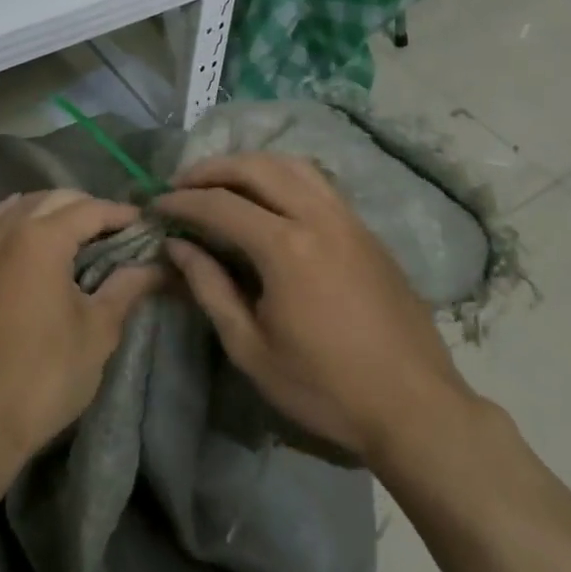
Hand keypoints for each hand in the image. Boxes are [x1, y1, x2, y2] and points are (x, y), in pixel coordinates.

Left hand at [0, 190, 159, 470]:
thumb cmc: (44, 377)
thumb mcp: (98, 331)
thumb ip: (127, 287)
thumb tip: (159, 266)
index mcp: (40, 239)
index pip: (89, 209)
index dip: (121, 214)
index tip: (146, 225)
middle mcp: (3, 229)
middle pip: (53, 200)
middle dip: (87, 208)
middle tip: (116, 232)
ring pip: (17, 206)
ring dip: (49, 211)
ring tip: (75, 235)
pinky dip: (12, 221)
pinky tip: (26, 239)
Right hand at [157, 153, 475, 462]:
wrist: (414, 406)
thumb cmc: (324, 387)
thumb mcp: (251, 348)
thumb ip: (209, 288)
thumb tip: (177, 246)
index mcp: (286, 247)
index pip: (220, 204)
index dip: (182, 201)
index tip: (156, 206)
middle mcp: (318, 218)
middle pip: (257, 167)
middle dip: (212, 169)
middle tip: (183, 184)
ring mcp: (349, 220)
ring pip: (293, 165)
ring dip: (251, 165)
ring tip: (223, 183)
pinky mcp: (367, 231)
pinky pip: (318, 183)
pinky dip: (284, 176)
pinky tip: (270, 200)